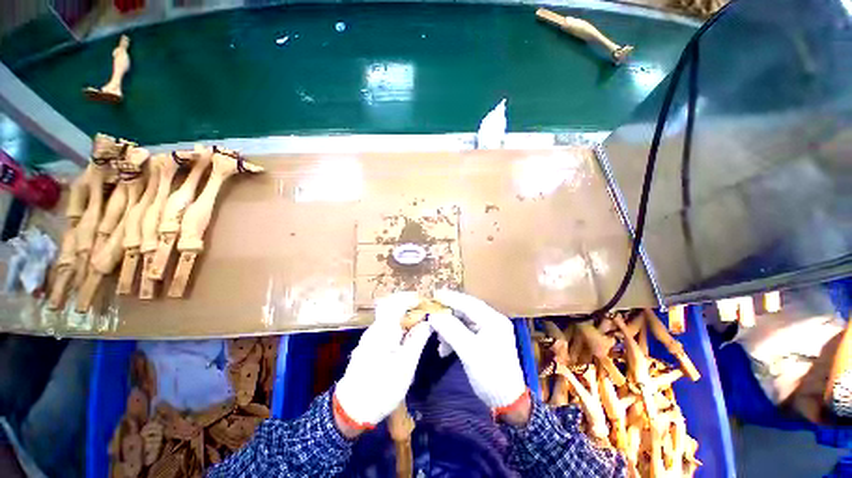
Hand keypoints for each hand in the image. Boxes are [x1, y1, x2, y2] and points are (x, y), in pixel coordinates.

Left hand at [333, 292, 431, 433]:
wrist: (352, 409)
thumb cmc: (382, 387)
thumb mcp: (406, 364)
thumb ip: (417, 339)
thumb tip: (427, 322)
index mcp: (384, 330)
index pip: (395, 302)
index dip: (410, 298)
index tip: (423, 301)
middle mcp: (375, 329)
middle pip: (390, 307)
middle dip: (407, 306)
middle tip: (422, 312)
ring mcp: (369, 338)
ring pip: (387, 318)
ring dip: (402, 316)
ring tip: (417, 325)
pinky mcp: (367, 347)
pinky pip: (384, 328)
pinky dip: (396, 326)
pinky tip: (404, 338)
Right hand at [428, 290, 527, 415]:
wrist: (507, 402)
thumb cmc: (490, 375)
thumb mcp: (469, 352)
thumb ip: (451, 330)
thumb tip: (433, 316)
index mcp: (493, 319)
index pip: (468, 302)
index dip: (450, 298)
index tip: (433, 295)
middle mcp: (492, 320)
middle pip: (466, 311)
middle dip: (448, 316)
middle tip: (432, 320)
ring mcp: (489, 330)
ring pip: (464, 322)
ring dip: (449, 329)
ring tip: (439, 342)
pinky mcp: (485, 340)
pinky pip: (466, 332)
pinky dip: (454, 338)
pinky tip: (445, 349)